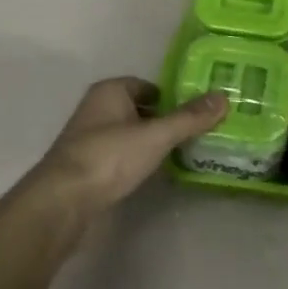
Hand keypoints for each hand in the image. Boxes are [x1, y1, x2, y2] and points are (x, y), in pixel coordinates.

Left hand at [32, 77, 227, 212]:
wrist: (63, 202)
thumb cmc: (109, 157)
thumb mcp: (156, 135)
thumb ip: (190, 118)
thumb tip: (224, 97)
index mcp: (110, 91)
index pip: (148, 86)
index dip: (172, 97)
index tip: (198, 112)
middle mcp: (97, 110)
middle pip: (140, 110)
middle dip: (165, 120)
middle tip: (198, 133)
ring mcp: (90, 140)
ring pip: (130, 135)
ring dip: (152, 143)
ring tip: (184, 154)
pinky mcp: (88, 168)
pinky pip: (121, 157)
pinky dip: (138, 161)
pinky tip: (156, 174)